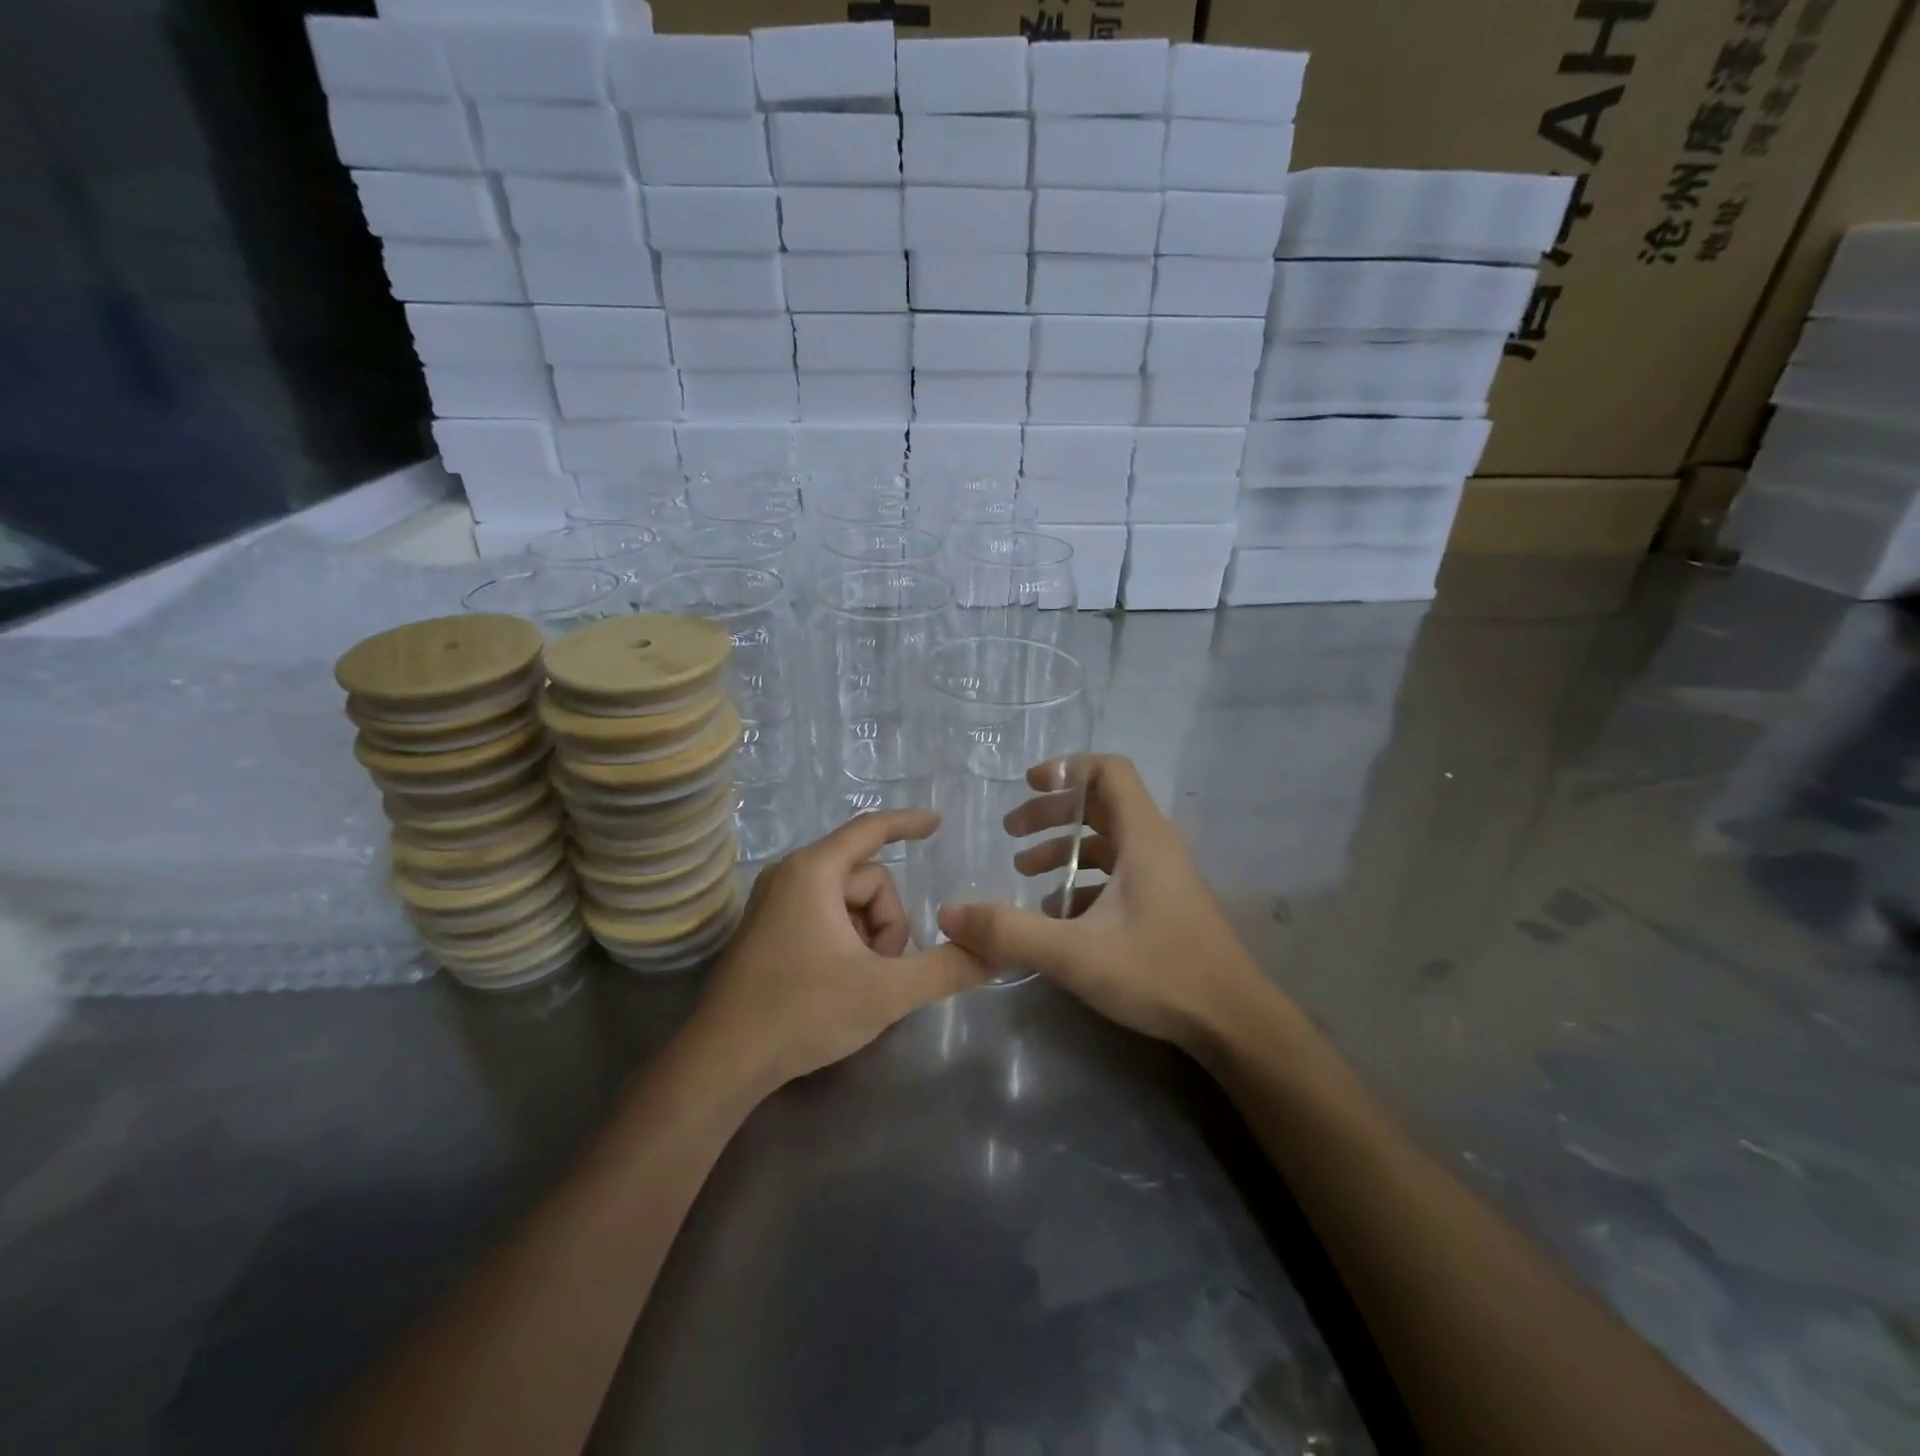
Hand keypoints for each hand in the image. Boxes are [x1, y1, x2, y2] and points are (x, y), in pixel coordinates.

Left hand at [692, 810, 989, 1092]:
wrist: (723, 1061)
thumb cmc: (803, 1012)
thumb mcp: (886, 992)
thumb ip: (945, 969)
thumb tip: (995, 953)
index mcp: (813, 871)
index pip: (870, 830)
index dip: (908, 823)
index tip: (937, 822)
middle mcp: (790, 875)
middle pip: (868, 880)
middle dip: (887, 924)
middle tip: (882, 971)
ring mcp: (774, 903)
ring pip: (849, 903)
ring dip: (869, 938)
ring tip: (859, 983)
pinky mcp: (768, 930)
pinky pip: (825, 917)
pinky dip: (846, 942)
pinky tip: (839, 984)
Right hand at [936, 755, 1263, 1055]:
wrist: (1232, 1021)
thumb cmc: (1159, 972)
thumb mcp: (1076, 953)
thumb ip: (1011, 931)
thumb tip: (949, 914)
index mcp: (1143, 837)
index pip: (1109, 771)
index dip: (1067, 769)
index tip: (1028, 786)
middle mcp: (1155, 845)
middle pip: (1100, 804)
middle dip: (1052, 813)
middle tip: (1012, 832)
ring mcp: (1162, 876)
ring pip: (1107, 842)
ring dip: (1064, 849)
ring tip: (1024, 874)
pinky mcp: (1163, 904)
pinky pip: (1117, 874)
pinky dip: (1082, 881)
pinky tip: (1056, 915)